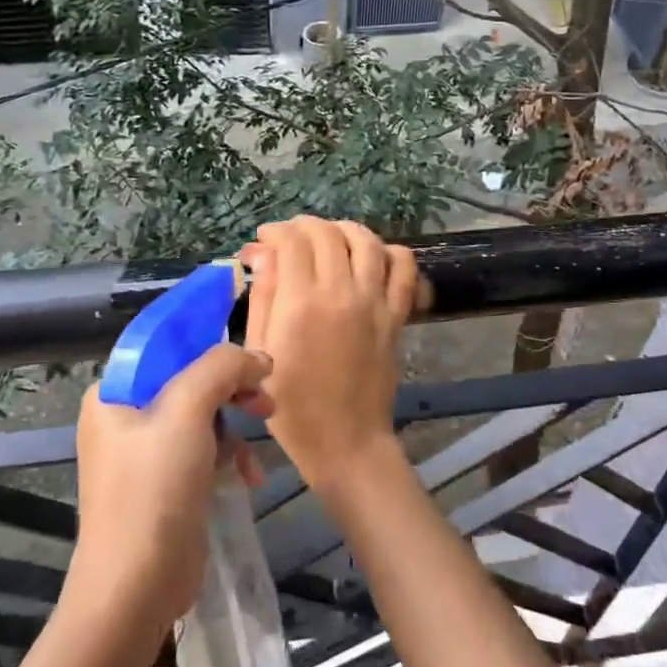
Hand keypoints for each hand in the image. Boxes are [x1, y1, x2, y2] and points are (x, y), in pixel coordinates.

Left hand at [70, 344, 269, 636]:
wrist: (135, 589)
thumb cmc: (154, 489)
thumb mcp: (186, 412)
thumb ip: (221, 367)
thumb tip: (257, 357)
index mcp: (116, 392)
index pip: (163, 340)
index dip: (205, 328)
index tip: (248, 325)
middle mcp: (126, 416)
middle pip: (189, 375)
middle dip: (231, 379)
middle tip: (265, 387)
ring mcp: (146, 452)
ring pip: (203, 411)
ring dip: (237, 416)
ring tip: (266, 422)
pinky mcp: (168, 482)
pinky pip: (205, 448)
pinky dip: (230, 453)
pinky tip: (249, 473)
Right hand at [243, 218, 418, 497]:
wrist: (346, 441)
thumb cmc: (292, 406)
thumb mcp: (261, 352)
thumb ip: (263, 297)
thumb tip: (262, 253)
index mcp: (301, 303)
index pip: (293, 241)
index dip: (276, 231)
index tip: (264, 239)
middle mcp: (341, 292)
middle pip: (328, 234)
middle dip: (304, 225)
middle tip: (291, 237)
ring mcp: (374, 302)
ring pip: (367, 241)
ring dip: (345, 229)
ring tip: (330, 237)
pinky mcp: (396, 315)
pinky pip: (404, 269)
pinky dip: (391, 252)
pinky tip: (374, 256)